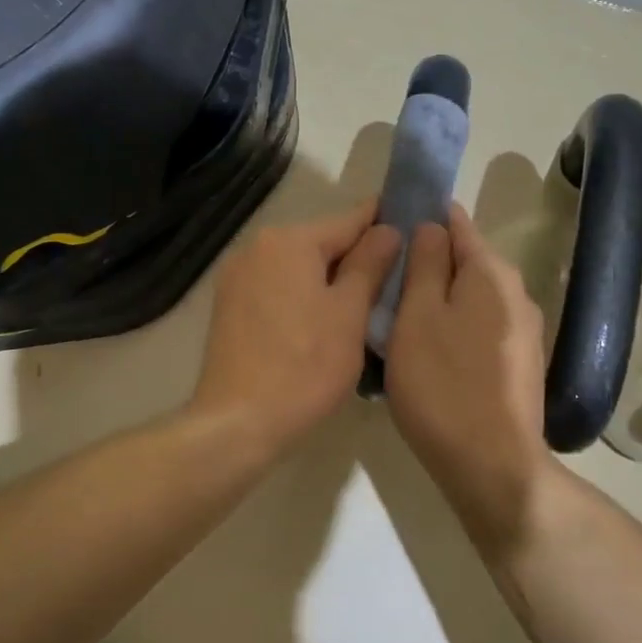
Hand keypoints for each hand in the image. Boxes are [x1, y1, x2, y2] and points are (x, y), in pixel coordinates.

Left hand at [191, 200, 401, 461]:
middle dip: (356, 256)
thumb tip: (387, 229)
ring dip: (329, 278)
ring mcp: (237, 277)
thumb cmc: (305, 366)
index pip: (349, 221)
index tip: (413, 221)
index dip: (383, 221)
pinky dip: (303, 295)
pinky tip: (323, 319)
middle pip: (320, 243)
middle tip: (396, 275)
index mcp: (288, 241)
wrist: (238, 422)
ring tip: (365, 301)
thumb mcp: (349, 314)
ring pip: (298, 267)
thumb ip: (369, 265)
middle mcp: (257, 247)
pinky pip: (277, 287)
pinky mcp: (228, 306)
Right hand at [385, 205, 551, 546]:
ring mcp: (523, 332)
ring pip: (470, 298)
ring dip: (437, 300)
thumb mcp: (417, 316)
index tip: (386, 230)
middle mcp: (516, 293)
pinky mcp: (519, 364)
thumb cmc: (443, 384)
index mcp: (491, 272)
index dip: (421, 217)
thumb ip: (424, 264)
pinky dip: (452, 328)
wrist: (492, 466)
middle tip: (381, 282)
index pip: (455, 222)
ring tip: (396, 320)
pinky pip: (478, 328)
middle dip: (426, 263)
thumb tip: (431, 226)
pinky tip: (427, 352)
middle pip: (464, 261)